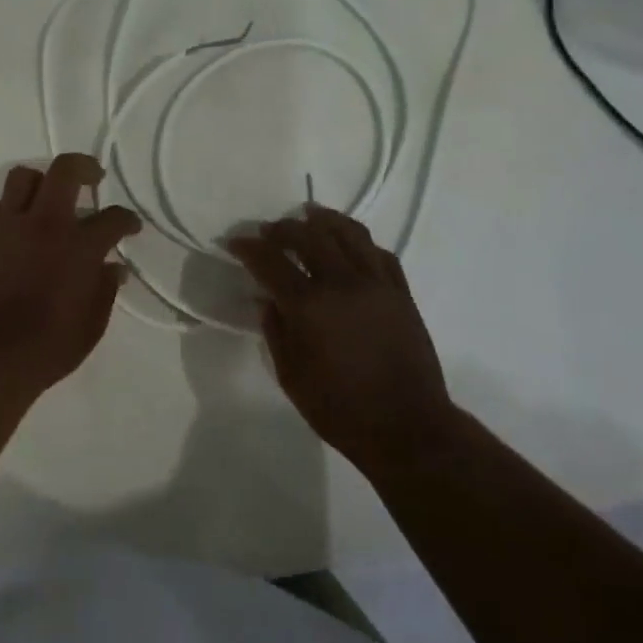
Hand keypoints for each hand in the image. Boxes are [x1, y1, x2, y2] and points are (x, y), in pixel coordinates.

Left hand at [0, 154, 142, 394]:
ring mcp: (10, 226)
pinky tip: (24, 228)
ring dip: (42, 181)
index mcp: (80, 247)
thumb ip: (105, 289)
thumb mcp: (92, 324)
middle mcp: (46, 225)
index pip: (113, 218)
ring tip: (50, 197)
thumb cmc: (49, 347)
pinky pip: (1, 205)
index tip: (130, 227)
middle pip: (65, 170)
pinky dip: (17, 208)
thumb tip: (112, 267)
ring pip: (24, 176)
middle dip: (84, 166)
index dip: (127, 220)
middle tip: (93, 177)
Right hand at [228, 205, 453, 474]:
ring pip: (349, 233)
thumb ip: (275, 330)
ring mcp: (376, 284)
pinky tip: (349, 243)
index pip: (270, 261)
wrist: (407, 427)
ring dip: (324, 220)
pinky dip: (359, 241)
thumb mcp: (291, 375)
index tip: (234, 242)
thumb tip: (265, 299)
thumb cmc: (340, 409)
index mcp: (309, 305)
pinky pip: (379, 253)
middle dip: (283, 228)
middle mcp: (342, 283)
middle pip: (309, 236)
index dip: (248, 248)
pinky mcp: (401, 292)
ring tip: (309, 215)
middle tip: (268, 231)